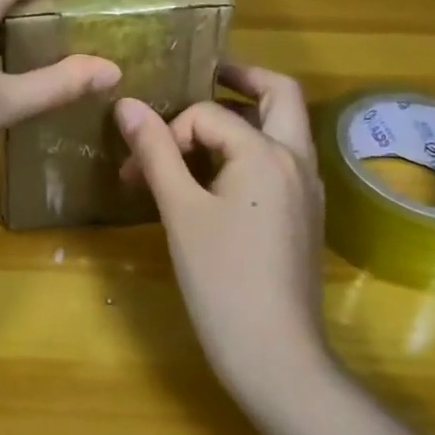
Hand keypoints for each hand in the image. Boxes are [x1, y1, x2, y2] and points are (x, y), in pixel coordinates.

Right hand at [114, 63, 329, 401]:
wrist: (276, 357)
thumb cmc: (222, 280)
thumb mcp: (181, 211)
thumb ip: (156, 152)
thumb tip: (127, 105)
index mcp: (268, 152)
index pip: (211, 114)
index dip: (169, 132)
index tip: (138, 167)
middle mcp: (297, 160)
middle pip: (280, 93)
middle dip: (241, 79)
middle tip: (203, 77)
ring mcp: (308, 188)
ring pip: (285, 126)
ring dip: (249, 113)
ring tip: (202, 127)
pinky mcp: (305, 215)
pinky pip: (283, 159)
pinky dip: (255, 146)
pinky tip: (219, 172)